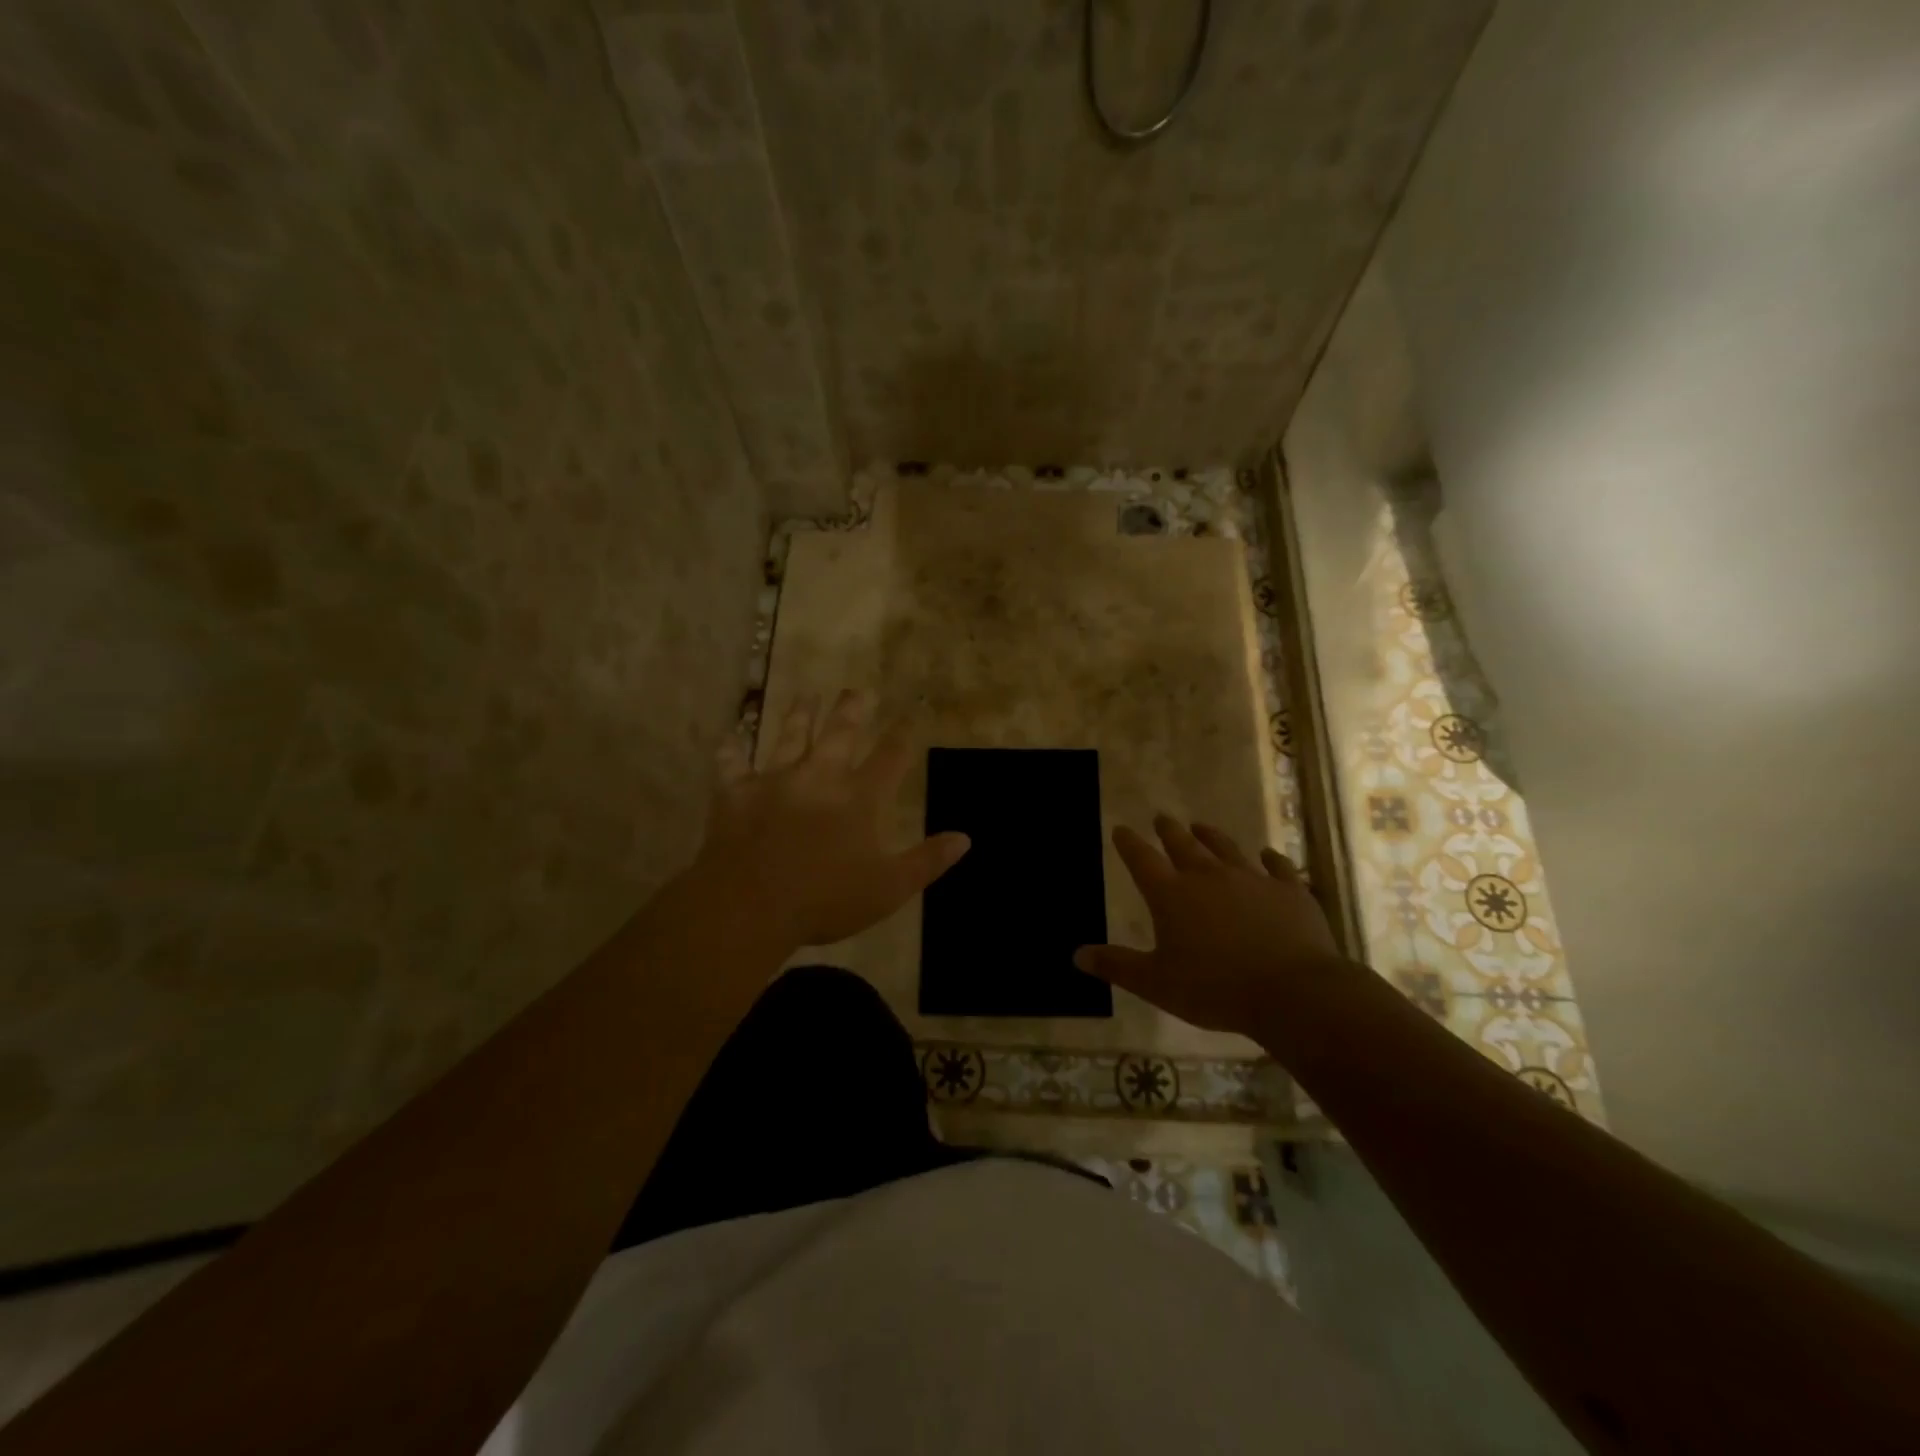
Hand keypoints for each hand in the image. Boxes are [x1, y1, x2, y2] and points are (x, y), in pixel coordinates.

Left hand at [694, 690, 969, 949]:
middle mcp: (820, 777)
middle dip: (852, 710)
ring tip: (806, 696)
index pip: (890, 757)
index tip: (910, 714)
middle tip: (857, 690)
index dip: (902, 735)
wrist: (751, 905)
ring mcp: (775, 781)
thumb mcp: (889, 888)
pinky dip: (730, 752)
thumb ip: (927, 860)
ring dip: (799, 715)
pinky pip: (731, 766)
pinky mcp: (737, 794)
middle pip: (840, 733)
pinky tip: (729, 739)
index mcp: (859, 798)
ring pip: (789, 737)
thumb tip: (965, 837)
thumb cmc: (826, 900)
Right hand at [1074, 815, 1347, 1034]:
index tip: (1120, 829)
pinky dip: (1271, 859)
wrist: (1292, 992)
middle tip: (1161, 818)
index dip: (1128, 843)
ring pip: (1226, 848)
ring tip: (1201, 826)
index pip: (1142, 859)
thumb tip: (1078, 955)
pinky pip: (1278, 867)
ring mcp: (1251, 879)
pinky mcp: (1288, 890)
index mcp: (1171, 895)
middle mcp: (1208, 876)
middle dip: (1168, 830)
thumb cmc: (1215, 989)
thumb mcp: (1156, 983)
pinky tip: (1269, 855)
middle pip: (1183, 845)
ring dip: (1211, 836)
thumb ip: (1117, 966)